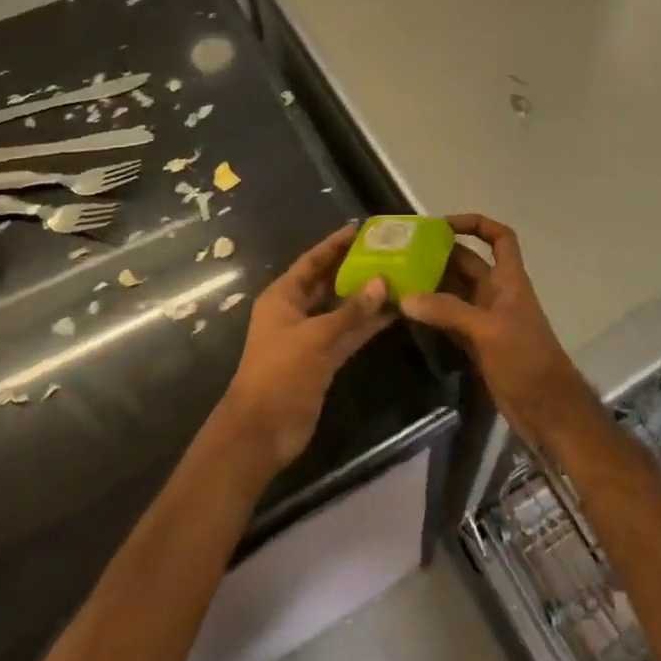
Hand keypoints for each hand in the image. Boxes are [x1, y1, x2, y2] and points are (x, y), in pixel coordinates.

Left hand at [220, 225, 392, 472]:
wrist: (262, 432)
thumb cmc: (280, 374)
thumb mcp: (316, 338)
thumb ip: (350, 311)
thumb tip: (382, 282)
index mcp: (283, 297)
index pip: (312, 262)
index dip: (335, 245)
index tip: (362, 229)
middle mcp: (296, 311)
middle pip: (328, 282)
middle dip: (355, 268)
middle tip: (388, 252)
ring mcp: (310, 336)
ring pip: (341, 309)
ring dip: (366, 297)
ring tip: (398, 278)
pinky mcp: (323, 359)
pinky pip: (348, 333)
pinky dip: (367, 324)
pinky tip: (393, 313)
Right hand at [402, 215, 597, 448]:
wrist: (546, 409)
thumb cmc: (526, 358)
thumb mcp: (487, 330)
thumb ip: (448, 311)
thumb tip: (406, 297)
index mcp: (508, 279)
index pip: (499, 237)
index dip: (476, 224)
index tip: (443, 224)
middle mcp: (496, 293)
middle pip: (468, 263)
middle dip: (439, 255)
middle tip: (403, 253)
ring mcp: (485, 318)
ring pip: (454, 291)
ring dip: (431, 285)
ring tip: (397, 279)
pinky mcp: (476, 343)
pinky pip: (449, 319)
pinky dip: (431, 314)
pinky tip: (407, 312)